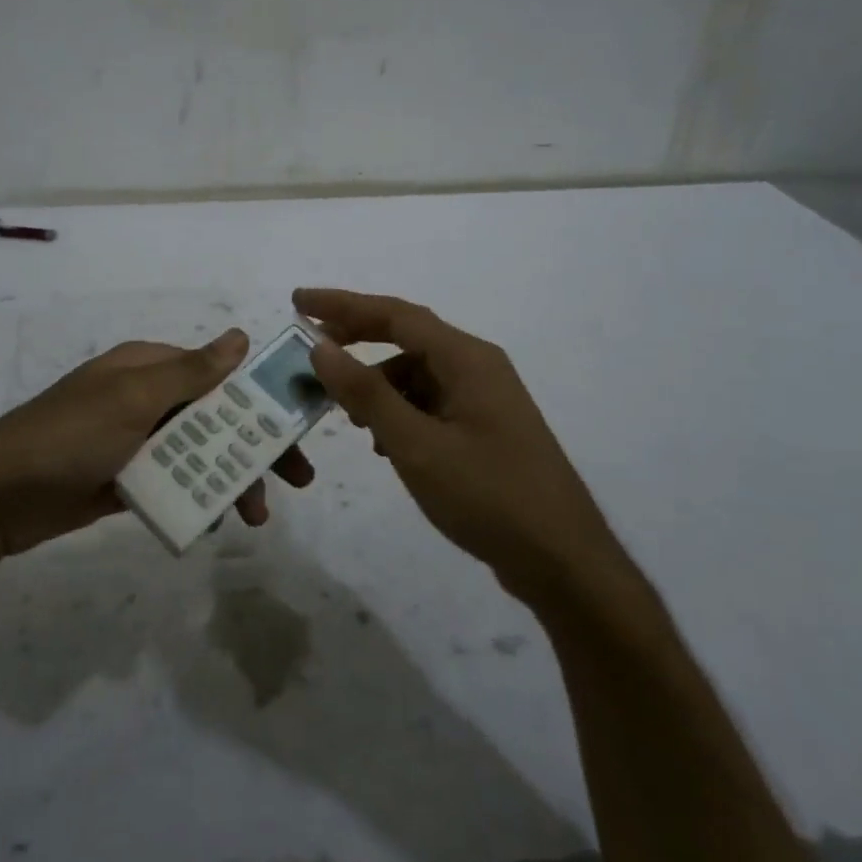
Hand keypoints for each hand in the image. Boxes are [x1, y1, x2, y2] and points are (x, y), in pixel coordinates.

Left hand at [0, 328, 314, 560]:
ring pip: (199, 454)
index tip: (299, 427)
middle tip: (298, 480)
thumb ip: (189, 372)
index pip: (218, 375)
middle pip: (215, 417)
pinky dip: (199, 497)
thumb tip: (240, 336)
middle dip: (255, 447)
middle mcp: (144, 398)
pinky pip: (174, 483)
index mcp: (147, 368)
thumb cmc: (68, 437)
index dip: (260, 399)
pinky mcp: (125, 479)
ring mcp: (134, 441)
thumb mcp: (131, 398)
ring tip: (256, 517)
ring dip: (231, 479)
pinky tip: (220, 519)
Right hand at [295, 288, 620, 603]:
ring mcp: (483, 399)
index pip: (395, 314)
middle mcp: (477, 367)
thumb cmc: (488, 496)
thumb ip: (366, 394)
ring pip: (416, 374)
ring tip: (344, 414)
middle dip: (356, 338)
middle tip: (310, 348)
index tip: (299, 301)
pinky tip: (382, 445)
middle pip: (406, 337)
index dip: (343, 304)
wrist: (562, 561)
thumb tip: (321, 347)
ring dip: (376, 385)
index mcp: (466, 358)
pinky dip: (398, 412)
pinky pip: (429, 403)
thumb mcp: (416, 445)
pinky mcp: (483, 429)